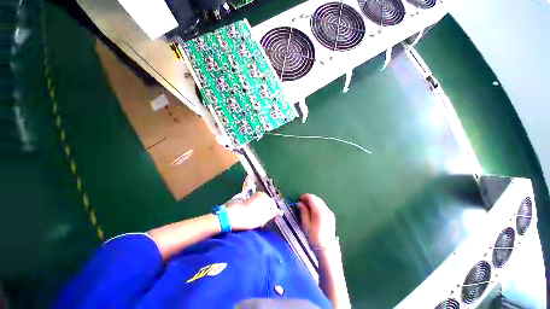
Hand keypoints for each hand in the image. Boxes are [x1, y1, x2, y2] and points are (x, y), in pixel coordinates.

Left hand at [226, 192, 282, 230]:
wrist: (232, 216)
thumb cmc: (250, 218)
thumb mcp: (264, 218)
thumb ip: (273, 214)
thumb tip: (280, 211)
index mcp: (266, 197)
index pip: (273, 206)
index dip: (271, 214)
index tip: (266, 221)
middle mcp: (260, 194)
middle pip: (266, 204)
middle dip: (265, 212)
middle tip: (261, 221)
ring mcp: (253, 196)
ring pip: (260, 205)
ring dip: (259, 211)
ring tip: (254, 220)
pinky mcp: (246, 199)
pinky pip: (254, 205)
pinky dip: (254, 210)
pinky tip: (249, 216)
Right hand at [298, 194, 335, 247]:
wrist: (327, 249)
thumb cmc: (314, 237)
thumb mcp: (306, 224)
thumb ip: (303, 211)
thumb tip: (300, 203)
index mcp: (319, 210)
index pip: (311, 197)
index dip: (304, 197)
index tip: (299, 200)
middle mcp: (326, 209)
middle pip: (316, 198)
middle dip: (308, 199)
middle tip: (302, 204)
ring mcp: (329, 212)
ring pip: (320, 202)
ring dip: (313, 202)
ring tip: (307, 208)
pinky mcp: (331, 216)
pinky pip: (323, 206)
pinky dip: (317, 206)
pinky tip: (313, 212)